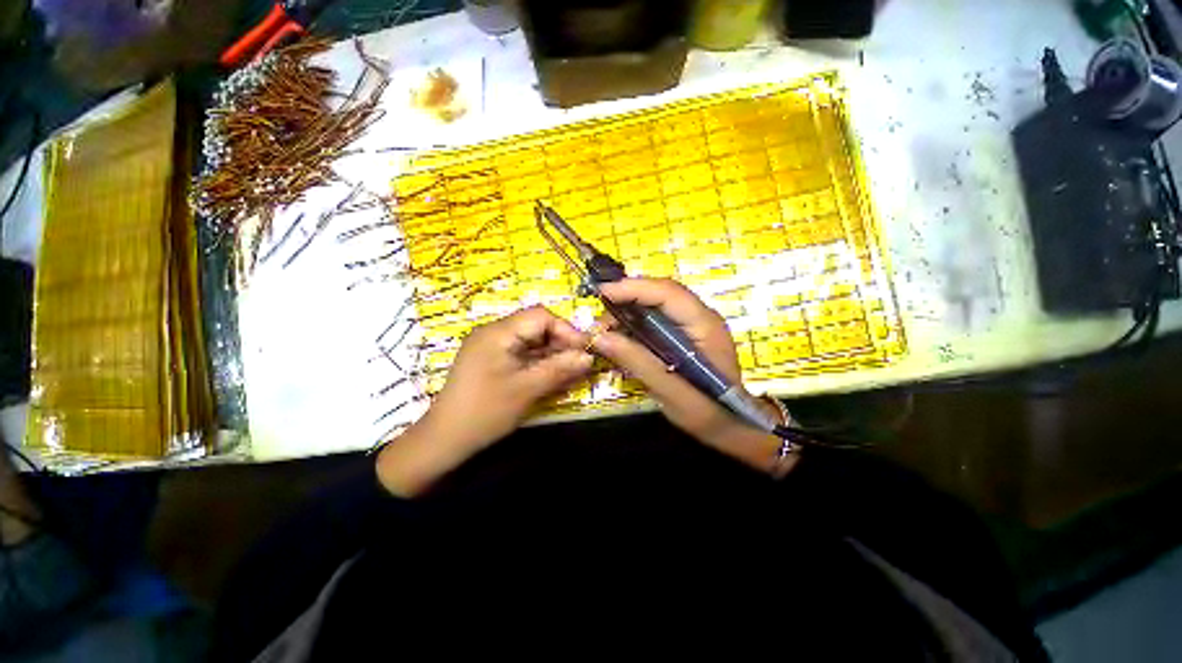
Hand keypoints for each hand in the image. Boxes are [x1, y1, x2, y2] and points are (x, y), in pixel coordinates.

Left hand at [378, 306, 592, 495]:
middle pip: (536, 328)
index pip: (540, 317)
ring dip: (553, 356)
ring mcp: (492, 348)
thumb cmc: (485, 412)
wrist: (444, 441)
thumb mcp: (526, 389)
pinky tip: (554, 378)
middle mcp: (494, 333)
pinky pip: (523, 356)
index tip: (585, 350)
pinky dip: (540, 364)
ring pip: (532, 343)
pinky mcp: (493, 362)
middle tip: (581, 363)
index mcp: (498, 332)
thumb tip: (589, 357)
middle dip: (561, 344)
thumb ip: (559, 369)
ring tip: (572, 372)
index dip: (566, 330)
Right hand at [591, 278, 791, 473]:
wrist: (733, 425)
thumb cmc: (707, 411)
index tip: (602, 293)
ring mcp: (693, 324)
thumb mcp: (670, 390)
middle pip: (660, 293)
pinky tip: (621, 335)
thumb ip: (637, 361)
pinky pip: (656, 318)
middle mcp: (700, 317)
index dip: (633, 288)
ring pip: (656, 304)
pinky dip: (635, 323)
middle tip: (600, 318)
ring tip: (606, 329)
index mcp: (705, 325)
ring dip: (628, 311)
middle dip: (627, 298)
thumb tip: (600, 337)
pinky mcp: (685, 333)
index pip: (668, 293)